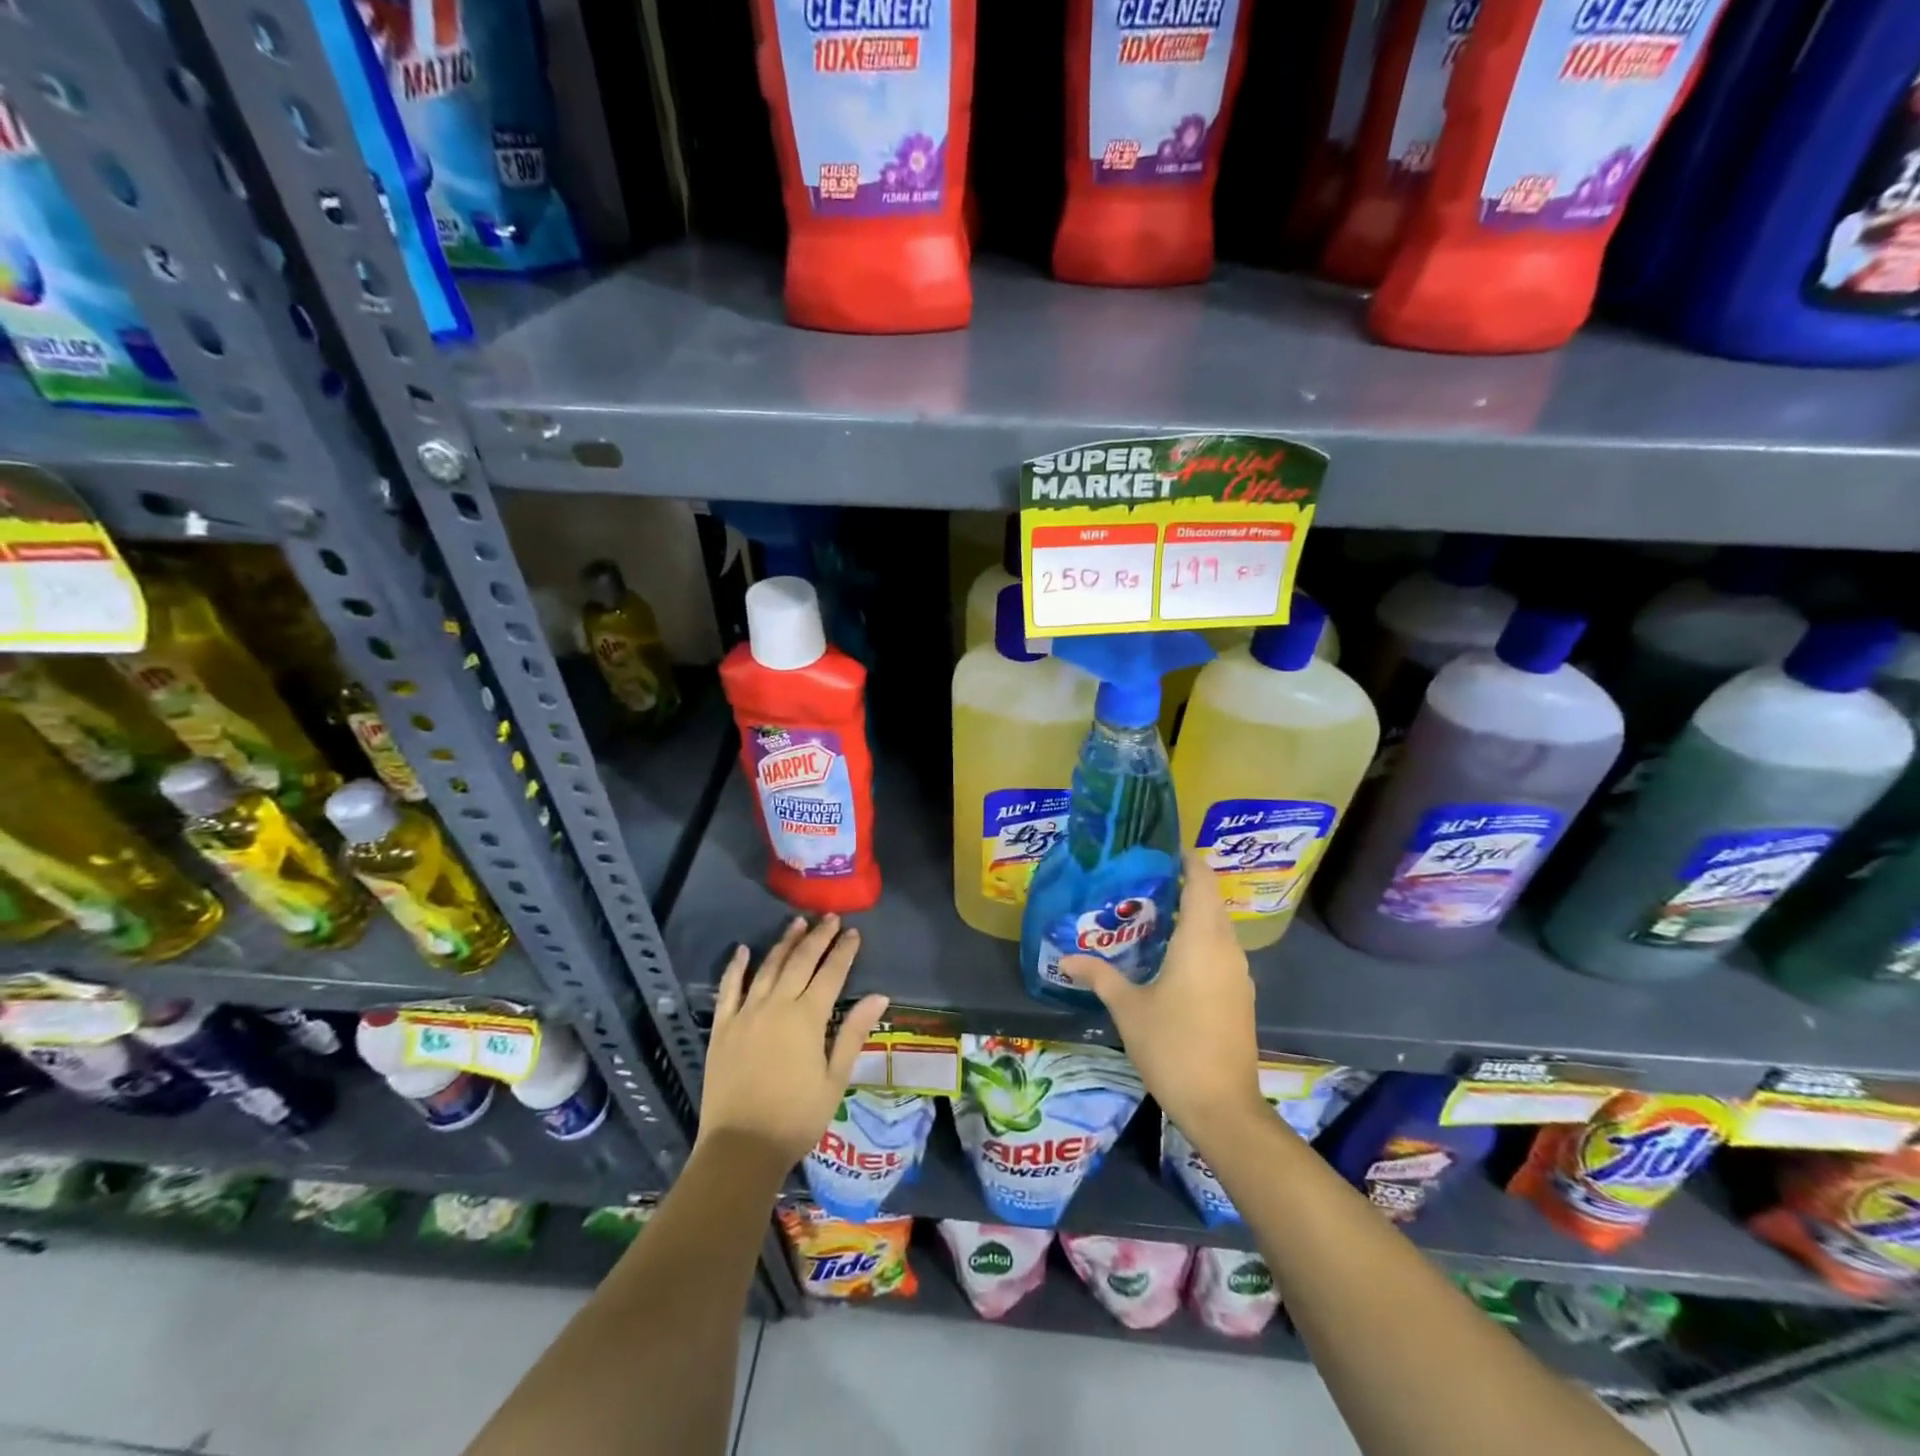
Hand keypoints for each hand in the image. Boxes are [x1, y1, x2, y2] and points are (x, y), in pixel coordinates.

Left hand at [698, 914, 889, 1168]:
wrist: (741, 1147)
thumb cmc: (796, 1118)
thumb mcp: (835, 1079)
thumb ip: (853, 1033)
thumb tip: (879, 996)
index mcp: (807, 1018)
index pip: (831, 973)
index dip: (844, 951)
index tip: (854, 932)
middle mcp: (777, 1005)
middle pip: (800, 961)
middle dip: (817, 937)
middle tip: (830, 918)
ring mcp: (746, 1014)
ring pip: (768, 967)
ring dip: (784, 943)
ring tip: (797, 923)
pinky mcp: (722, 1027)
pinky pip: (729, 989)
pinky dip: (736, 967)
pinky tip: (743, 950)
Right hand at [1062, 850, 1263, 1140]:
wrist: (1222, 1106)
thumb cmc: (1172, 1047)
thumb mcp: (1128, 1009)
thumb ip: (1099, 977)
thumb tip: (1066, 959)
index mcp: (1200, 941)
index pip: (1201, 882)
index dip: (1187, 860)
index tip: (1162, 850)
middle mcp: (1226, 949)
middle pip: (1211, 901)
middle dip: (1184, 885)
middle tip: (1144, 882)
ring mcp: (1239, 974)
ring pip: (1219, 927)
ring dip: (1193, 914)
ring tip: (1153, 914)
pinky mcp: (1241, 995)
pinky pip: (1222, 950)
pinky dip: (1201, 939)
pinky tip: (1172, 956)